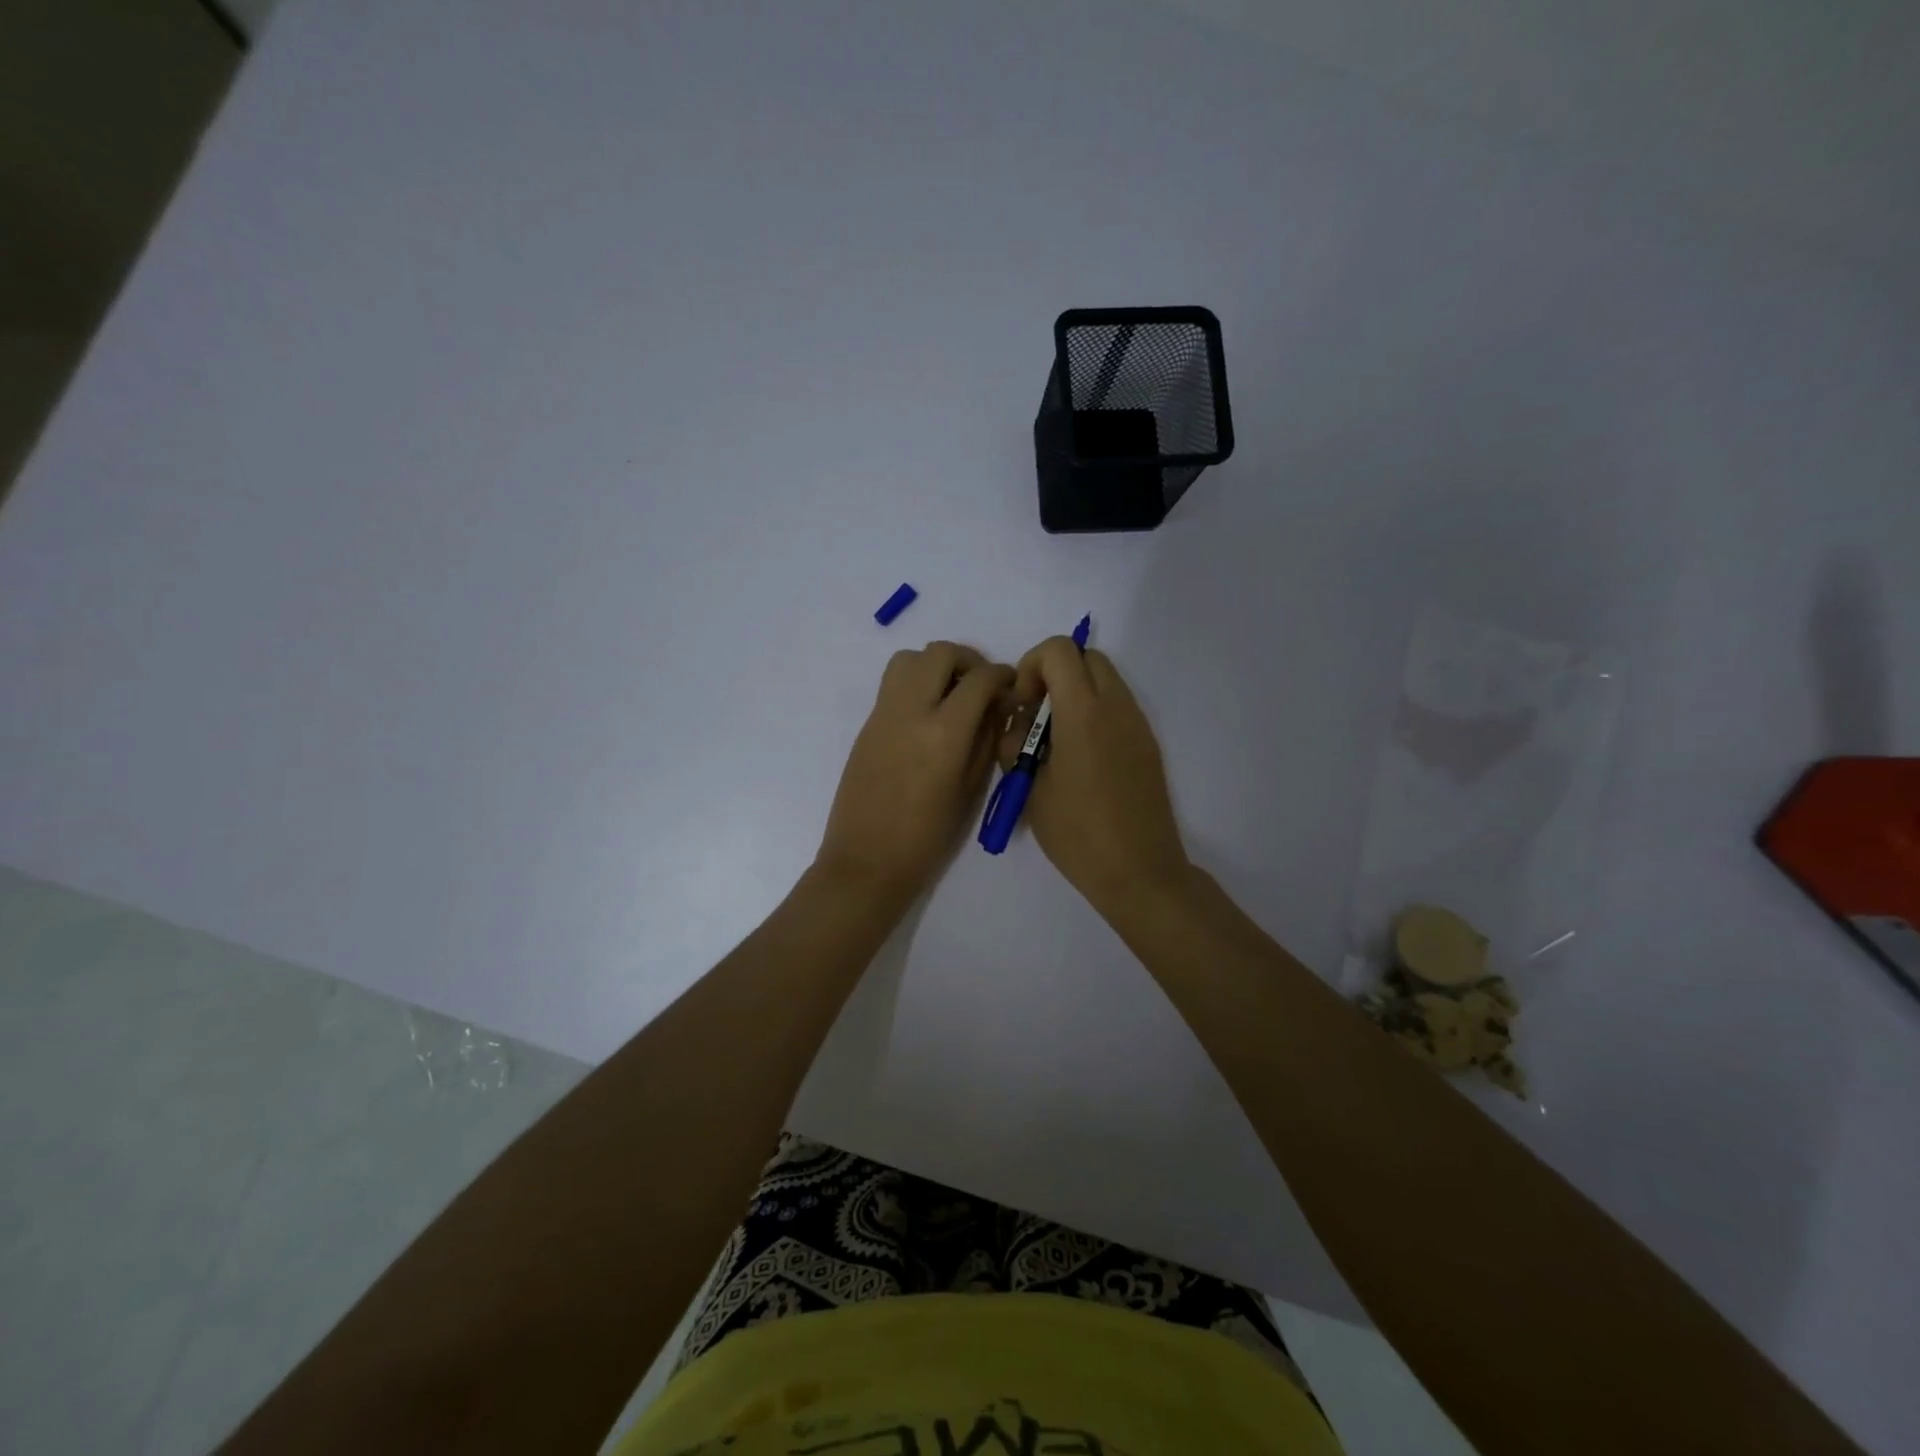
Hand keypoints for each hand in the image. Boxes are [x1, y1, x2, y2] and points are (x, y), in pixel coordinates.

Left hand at [816, 641, 1013, 908]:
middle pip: (940, 653)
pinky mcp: (867, 724)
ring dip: (936, 664)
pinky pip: (893, 683)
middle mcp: (911, 711)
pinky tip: (928, 714)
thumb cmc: (927, 837)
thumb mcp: (970, 790)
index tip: (1011, 687)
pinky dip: (915, 682)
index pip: (980, 678)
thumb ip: (986, 740)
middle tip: (982, 685)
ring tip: (952, 693)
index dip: (1002, 675)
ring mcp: (883, 714)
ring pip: (909, 658)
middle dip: (969, 660)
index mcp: (944, 732)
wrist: (866, 860)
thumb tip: (996, 708)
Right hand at [1002, 638, 1190, 914]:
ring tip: (1057, 738)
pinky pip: (1119, 705)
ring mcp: (1138, 723)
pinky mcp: (1148, 743)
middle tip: (1038, 715)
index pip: (1059, 650)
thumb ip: (1015, 745)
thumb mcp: (1031, 789)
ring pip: (1106, 678)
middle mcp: (1116, 706)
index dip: (1032, 666)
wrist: (1139, 870)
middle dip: (1055, 673)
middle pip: (1086, 655)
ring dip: (1076, 691)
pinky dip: (1095, 710)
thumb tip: (1017, 723)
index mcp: (1083, 713)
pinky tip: (1082, 756)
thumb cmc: (1077, 833)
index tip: (1024, 706)